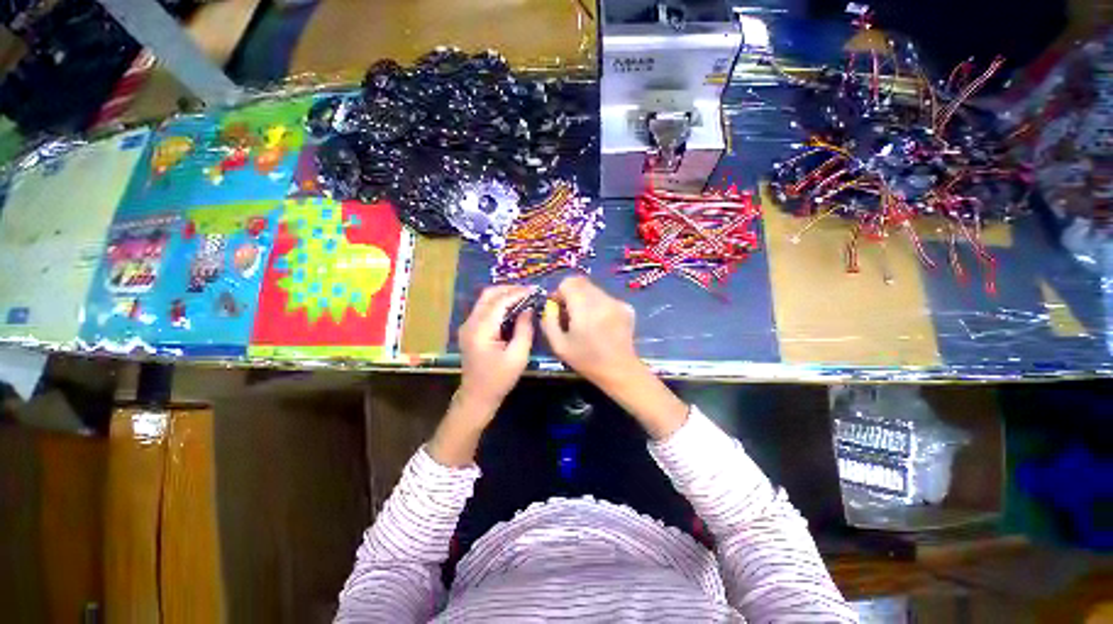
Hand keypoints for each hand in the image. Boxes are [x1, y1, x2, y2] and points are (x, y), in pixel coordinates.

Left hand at [457, 285, 535, 416]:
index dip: (518, 293)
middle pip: (488, 295)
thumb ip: (524, 330)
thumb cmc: (499, 379)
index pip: (499, 302)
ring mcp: (468, 325)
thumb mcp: (518, 356)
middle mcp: (470, 323)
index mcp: (481, 330)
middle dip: (509, 289)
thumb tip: (528, 309)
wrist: (477, 396)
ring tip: (524, 296)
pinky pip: (484, 308)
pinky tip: (513, 307)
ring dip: (504, 295)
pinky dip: (499, 303)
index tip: (535, 290)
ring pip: (485, 299)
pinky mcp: (470, 329)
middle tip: (529, 291)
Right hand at [541, 276, 688, 439]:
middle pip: (581, 283)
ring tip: (586, 321)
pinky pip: (606, 298)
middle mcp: (603, 300)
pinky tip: (601, 324)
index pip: (569, 282)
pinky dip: (598, 306)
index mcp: (585, 309)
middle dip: (572, 294)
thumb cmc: (586, 360)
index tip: (559, 307)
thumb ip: (549, 321)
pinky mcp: (626, 307)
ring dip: (585, 300)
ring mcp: (617, 302)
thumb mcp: (558, 345)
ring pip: (594, 290)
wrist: (619, 371)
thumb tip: (550, 304)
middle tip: (571, 314)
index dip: (560, 292)